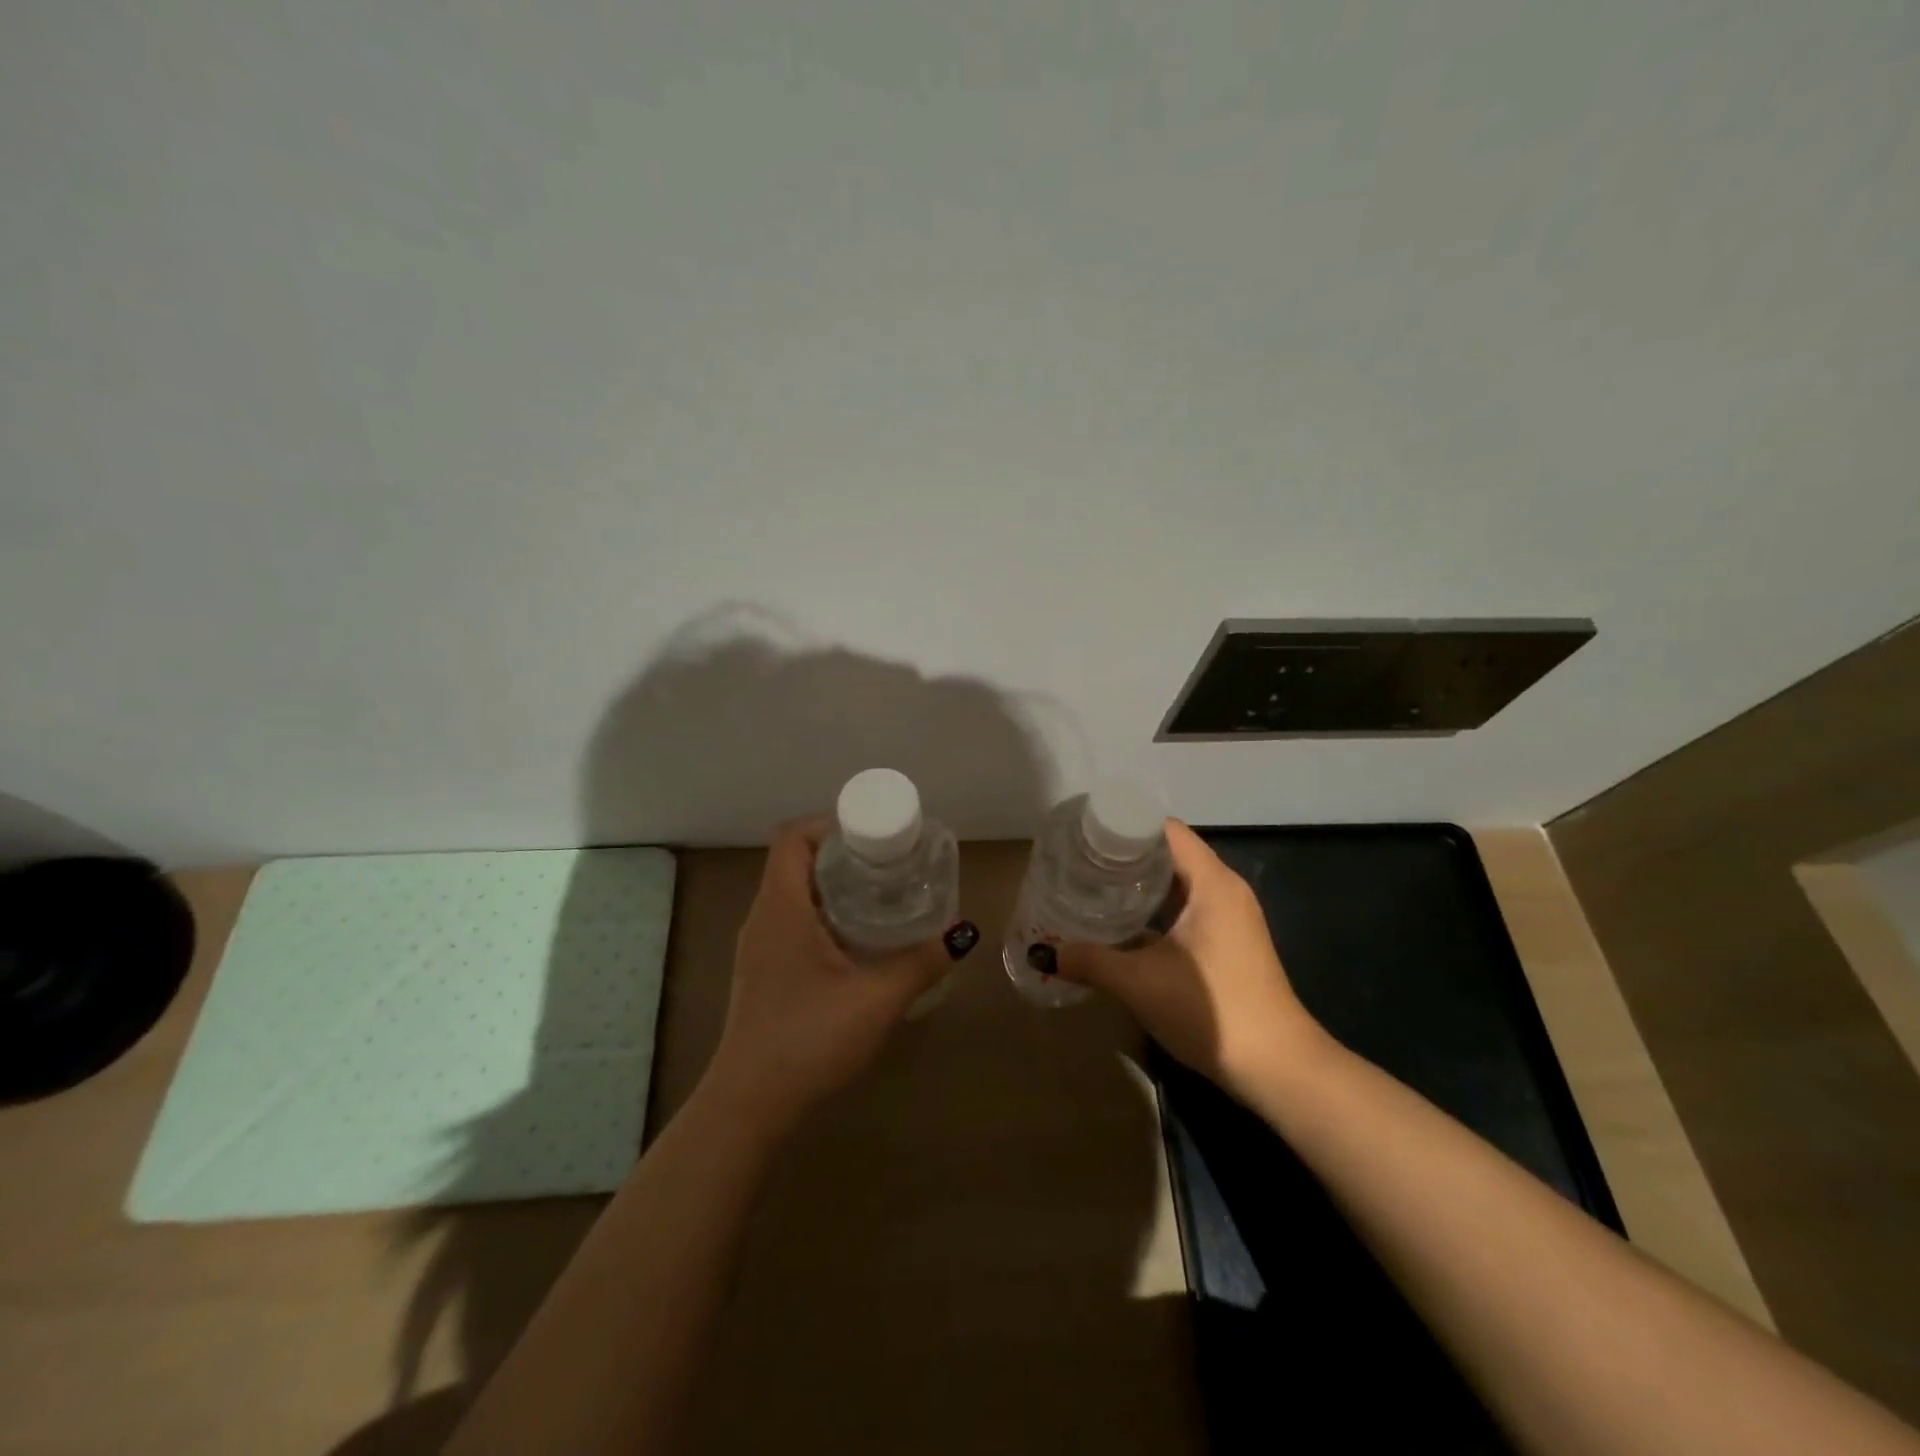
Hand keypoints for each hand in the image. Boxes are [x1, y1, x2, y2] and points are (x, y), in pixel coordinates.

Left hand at [702, 819, 978, 1140]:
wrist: (750, 1105)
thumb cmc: (809, 1040)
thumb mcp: (877, 1000)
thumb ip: (921, 963)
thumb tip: (961, 933)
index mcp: (781, 907)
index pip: (792, 837)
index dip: (829, 824)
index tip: (872, 836)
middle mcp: (763, 918)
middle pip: (794, 861)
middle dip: (841, 854)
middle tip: (888, 863)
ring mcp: (759, 947)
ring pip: (793, 893)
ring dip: (832, 886)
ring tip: (880, 895)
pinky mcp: (763, 971)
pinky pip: (791, 921)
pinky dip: (823, 914)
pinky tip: (858, 940)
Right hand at [1050, 820, 1325, 1099]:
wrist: (1278, 1068)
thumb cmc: (1212, 1010)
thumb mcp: (1140, 983)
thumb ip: (1090, 961)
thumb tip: (1042, 952)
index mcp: (1212, 883)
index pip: (1165, 830)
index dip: (1125, 826)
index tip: (1086, 834)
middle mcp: (1225, 890)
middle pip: (1170, 853)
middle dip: (1125, 856)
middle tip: (1080, 862)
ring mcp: (1230, 917)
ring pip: (1178, 884)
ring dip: (1139, 884)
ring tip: (1093, 887)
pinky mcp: (1229, 942)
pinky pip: (1187, 908)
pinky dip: (1156, 909)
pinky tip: (1123, 925)